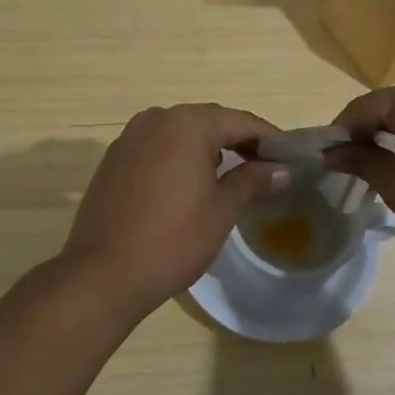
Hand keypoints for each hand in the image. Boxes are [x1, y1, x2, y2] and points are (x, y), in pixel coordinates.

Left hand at [59, 104, 287, 319]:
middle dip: (238, 141)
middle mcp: (156, 119)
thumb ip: (253, 180)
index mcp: (186, 123)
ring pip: (180, 134)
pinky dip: (179, 158)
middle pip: (209, 122)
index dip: (269, 138)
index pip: (239, 122)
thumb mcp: (222, 209)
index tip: (291, 156)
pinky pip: (157, 148)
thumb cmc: (173, 239)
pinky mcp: (113, 160)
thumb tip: (282, 168)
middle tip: (267, 165)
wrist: (103, 275)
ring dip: (208, 148)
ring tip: (232, 174)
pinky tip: (190, 183)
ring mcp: (129, 138)